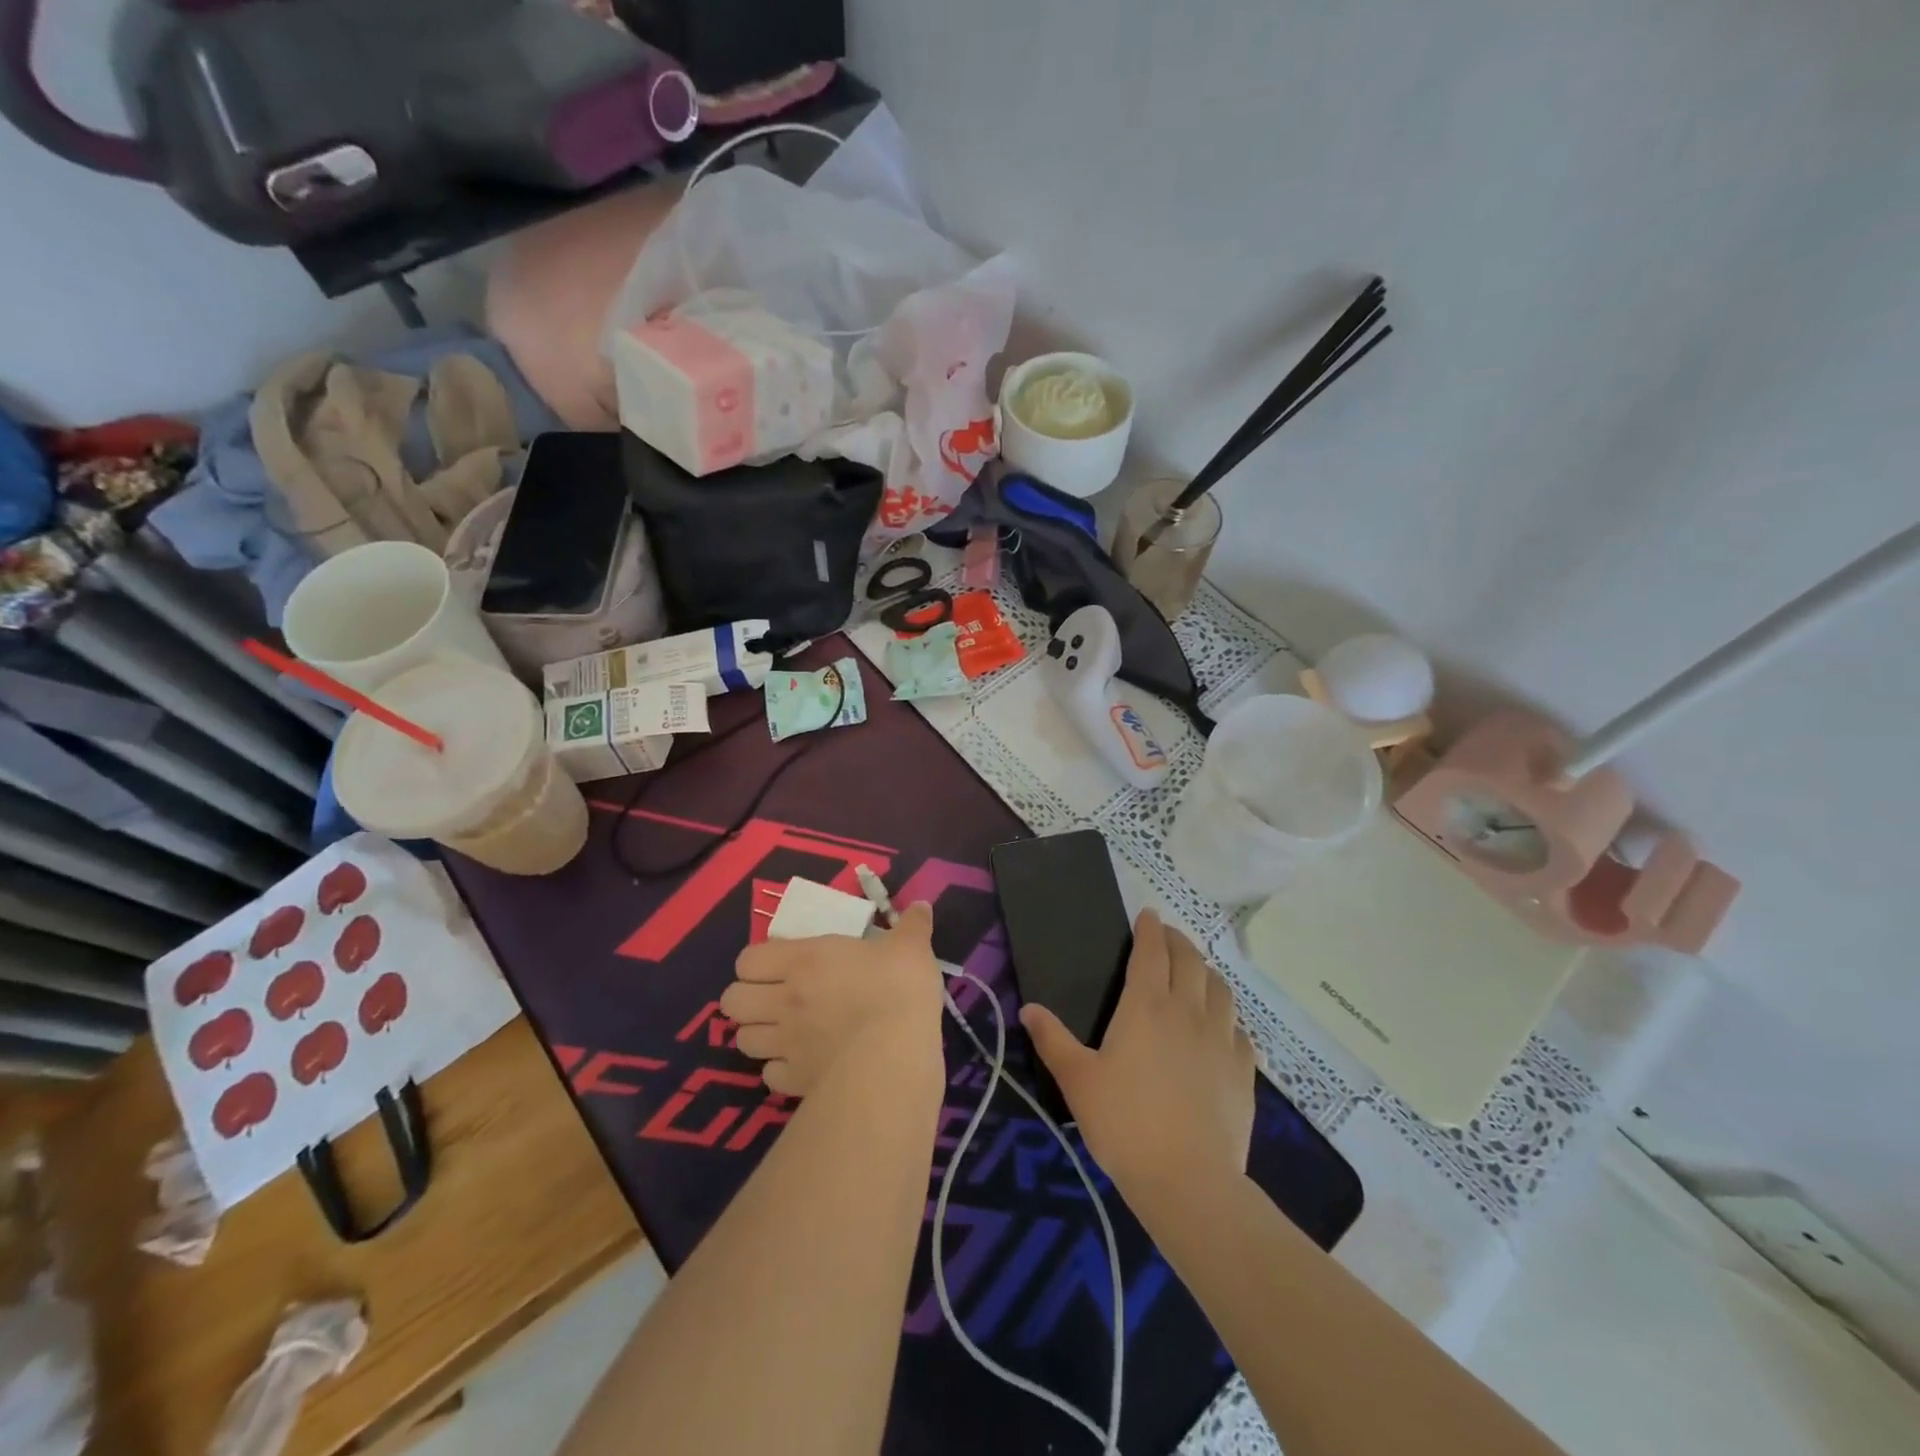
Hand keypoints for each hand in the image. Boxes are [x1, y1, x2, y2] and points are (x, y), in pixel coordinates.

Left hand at [721, 903, 944, 1096]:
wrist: (894, 1054)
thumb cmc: (898, 989)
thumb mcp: (911, 947)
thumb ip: (913, 925)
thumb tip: (922, 906)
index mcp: (803, 961)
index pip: (747, 960)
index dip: (758, 963)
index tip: (781, 964)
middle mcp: (783, 1001)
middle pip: (732, 1001)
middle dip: (747, 999)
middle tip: (775, 998)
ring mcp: (785, 1044)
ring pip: (743, 1040)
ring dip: (759, 1034)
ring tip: (783, 1031)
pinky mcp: (795, 1082)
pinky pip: (769, 1076)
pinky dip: (779, 1070)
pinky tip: (802, 1063)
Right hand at [1021, 909, 1254, 1199]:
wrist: (1188, 1180)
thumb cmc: (1124, 1124)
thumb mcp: (1077, 1081)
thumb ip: (1052, 1040)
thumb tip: (1029, 1008)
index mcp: (1146, 1006)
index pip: (1152, 952)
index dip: (1150, 929)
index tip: (1148, 915)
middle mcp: (1187, 1011)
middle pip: (1190, 961)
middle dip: (1178, 941)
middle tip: (1168, 937)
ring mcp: (1221, 1040)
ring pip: (1220, 989)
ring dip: (1206, 972)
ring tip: (1196, 973)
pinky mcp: (1244, 1071)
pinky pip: (1239, 1030)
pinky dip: (1228, 1017)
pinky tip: (1222, 1029)